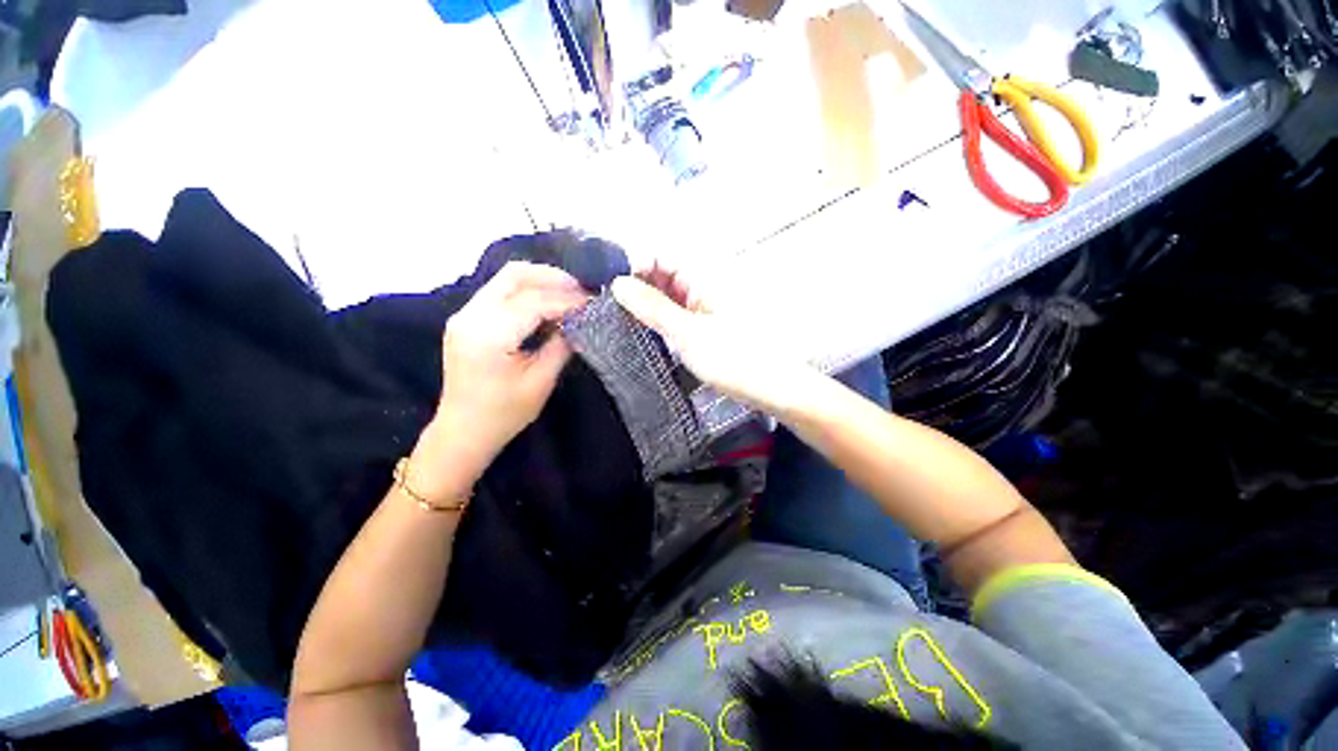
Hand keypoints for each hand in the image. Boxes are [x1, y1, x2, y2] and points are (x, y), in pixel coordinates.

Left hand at [421, 262, 588, 486]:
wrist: (462, 431)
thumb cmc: (504, 414)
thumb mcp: (540, 382)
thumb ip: (561, 346)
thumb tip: (580, 320)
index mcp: (489, 336)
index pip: (534, 302)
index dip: (567, 300)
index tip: (593, 302)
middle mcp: (471, 316)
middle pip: (514, 276)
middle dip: (553, 278)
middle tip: (582, 289)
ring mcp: (465, 315)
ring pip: (506, 279)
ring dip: (541, 282)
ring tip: (570, 294)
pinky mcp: (467, 319)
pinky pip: (500, 292)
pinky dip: (527, 292)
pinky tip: (547, 305)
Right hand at [611, 266, 819, 415]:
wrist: (773, 389)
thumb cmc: (735, 359)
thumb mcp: (688, 333)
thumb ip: (652, 307)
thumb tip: (617, 283)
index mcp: (703, 276)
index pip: (659, 254)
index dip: (631, 263)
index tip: (604, 285)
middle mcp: (701, 284)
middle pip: (659, 272)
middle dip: (632, 284)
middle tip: (602, 304)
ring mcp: (702, 305)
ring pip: (664, 294)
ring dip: (641, 303)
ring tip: (614, 317)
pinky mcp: (702, 324)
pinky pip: (673, 312)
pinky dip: (655, 318)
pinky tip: (638, 329)